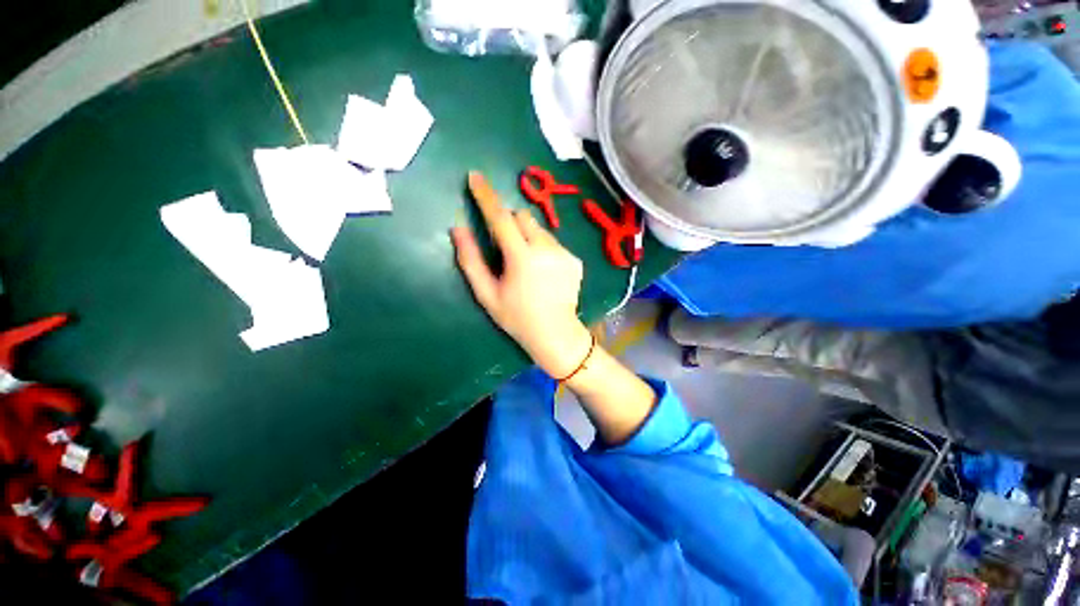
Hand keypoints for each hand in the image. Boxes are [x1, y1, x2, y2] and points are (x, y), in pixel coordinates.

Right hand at [452, 172, 592, 377]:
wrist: (556, 333)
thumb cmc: (517, 318)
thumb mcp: (487, 294)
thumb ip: (471, 260)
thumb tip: (458, 229)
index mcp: (522, 258)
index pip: (501, 218)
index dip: (486, 196)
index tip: (476, 177)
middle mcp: (546, 249)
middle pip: (523, 217)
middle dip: (509, 223)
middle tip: (505, 247)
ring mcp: (564, 253)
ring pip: (539, 229)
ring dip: (527, 236)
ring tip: (527, 264)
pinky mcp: (575, 259)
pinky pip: (553, 242)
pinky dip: (543, 248)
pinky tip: (544, 271)